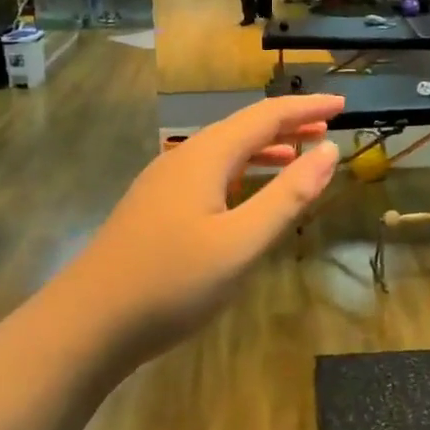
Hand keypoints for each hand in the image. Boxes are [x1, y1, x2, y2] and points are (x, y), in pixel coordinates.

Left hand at [68, 94, 343, 360]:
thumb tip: (329, 150)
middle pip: (243, 127)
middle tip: (328, 127)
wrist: (86, 324)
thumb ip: (288, 195)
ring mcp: (164, 183)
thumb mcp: (242, 242)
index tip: (343, 104)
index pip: (267, 115)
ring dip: (265, 148)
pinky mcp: (155, 208)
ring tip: (299, 155)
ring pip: (224, 151)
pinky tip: (248, 193)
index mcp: (206, 156)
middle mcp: (183, 158)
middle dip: (288, 124)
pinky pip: (209, 173)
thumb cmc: (171, 283)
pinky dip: (242, 171)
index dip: (307, 107)